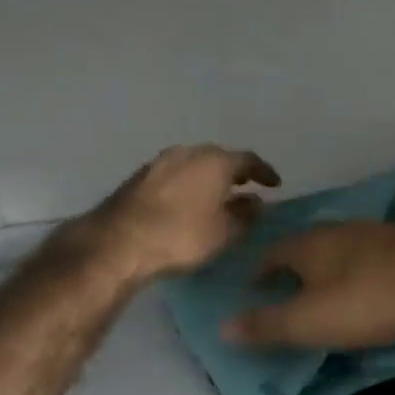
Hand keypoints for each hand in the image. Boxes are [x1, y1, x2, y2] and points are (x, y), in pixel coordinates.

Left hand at [92, 145, 280, 281]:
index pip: (248, 160)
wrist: (119, 242)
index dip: (264, 172)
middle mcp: (188, 152)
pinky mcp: (139, 177)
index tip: (275, 184)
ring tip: (217, 195)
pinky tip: (188, 202)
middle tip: (246, 186)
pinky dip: (187, 185)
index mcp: (215, 161)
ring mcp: (160, 162)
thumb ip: (245, 215)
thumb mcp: (224, 232)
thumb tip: (255, 203)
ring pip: (193, 164)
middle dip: (234, 172)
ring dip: (207, 178)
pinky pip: (174, 175)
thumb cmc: (182, 235)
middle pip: (218, 158)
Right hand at [224, 221, 394, 349]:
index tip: (254, 288)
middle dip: (296, 265)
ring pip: (343, 247)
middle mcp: (340, 229)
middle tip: (289, 290)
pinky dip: (363, 269)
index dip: (260, 270)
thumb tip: (222, 327)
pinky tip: (372, 285)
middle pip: (308, 245)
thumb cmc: (365, 302)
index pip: (273, 252)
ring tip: (329, 288)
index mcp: (310, 243)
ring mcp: (378, 233)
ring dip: (332, 266)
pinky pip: (374, 256)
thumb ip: (266, 325)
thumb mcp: (308, 322)